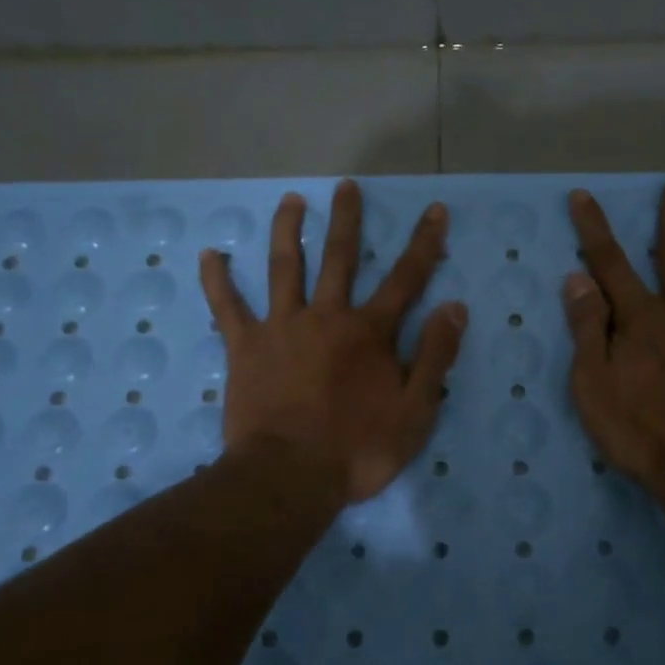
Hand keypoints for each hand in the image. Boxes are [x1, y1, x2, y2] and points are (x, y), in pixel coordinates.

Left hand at [200, 180, 467, 505]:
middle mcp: (326, 316)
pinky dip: (218, 280)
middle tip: (346, 186)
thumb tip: (454, 307)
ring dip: (287, 230)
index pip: (406, 278)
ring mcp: (281, 327)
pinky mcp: (244, 347)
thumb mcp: (415, 410)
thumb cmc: (358, 449)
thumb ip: (434, 356)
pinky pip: (227, 307)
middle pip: (339, 257)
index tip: (434, 210)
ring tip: (290, 200)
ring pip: (284, 267)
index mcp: (369, 332)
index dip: (424, 243)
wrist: (288, 478)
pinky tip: (210, 254)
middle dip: (346, 219)